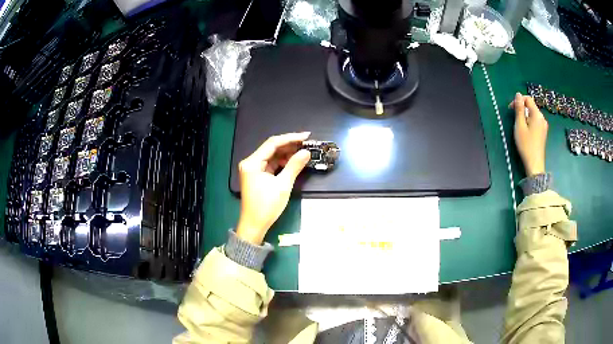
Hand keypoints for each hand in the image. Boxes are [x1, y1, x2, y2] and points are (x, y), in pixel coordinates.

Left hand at [236, 133, 310, 244]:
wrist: (254, 225)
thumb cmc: (267, 206)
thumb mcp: (283, 185)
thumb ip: (294, 166)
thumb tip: (306, 152)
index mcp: (252, 162)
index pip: (272, 143)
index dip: (290, 138)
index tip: (306, 136)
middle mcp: (250, 162)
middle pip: (271, 148)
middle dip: (289, 145)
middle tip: (307, 144)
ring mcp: (252, 169)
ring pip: (272, 156)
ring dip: (286, 154)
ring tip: (303, 152)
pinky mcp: (256, 175)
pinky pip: (270, 164)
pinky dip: (281, 163)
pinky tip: (293, 162)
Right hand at [510, 93, 547, 176]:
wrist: (535, 164)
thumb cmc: (526, 145)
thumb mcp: (520, 126)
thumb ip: (519, 109)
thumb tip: (518, 94)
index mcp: (537, 114)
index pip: (528, 99)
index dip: (518, 100)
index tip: (511, 109)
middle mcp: (542, 118)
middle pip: (531, 106)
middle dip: (522, 109)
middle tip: (514, 119)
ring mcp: (544, 126)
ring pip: (533, 114)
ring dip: (525, 116)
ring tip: (519, 127)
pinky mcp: (543, 133)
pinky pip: (535, 121)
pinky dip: (529, 122)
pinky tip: (526, 132)